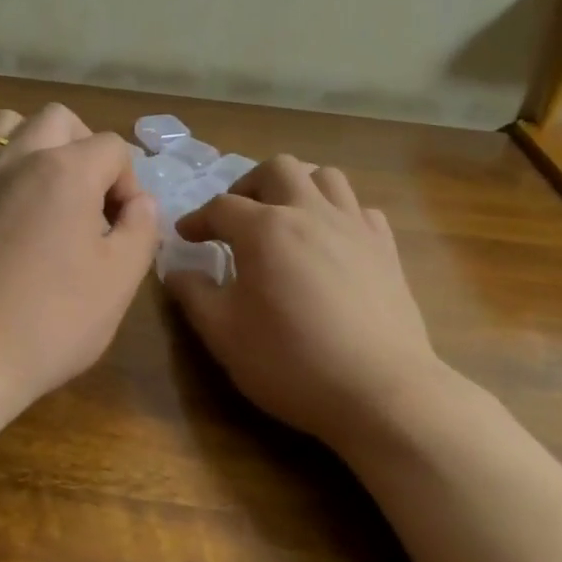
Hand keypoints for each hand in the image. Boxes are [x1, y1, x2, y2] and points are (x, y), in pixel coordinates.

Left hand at [0, 104, 158, 411]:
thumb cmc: (51, 320)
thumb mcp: (120, 279)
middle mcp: (18, 154)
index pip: (112, 148)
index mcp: (67, 170)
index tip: (121, 224)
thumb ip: (141, 227)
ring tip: (38, 187)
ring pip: (7, 124)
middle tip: (87, 196)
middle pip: (60, 119)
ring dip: (32, 144)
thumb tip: (140, 201)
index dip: (127, 182)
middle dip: (82, 147)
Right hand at [164, 156, 447, 450]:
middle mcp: (310, 213)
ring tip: (285, 217)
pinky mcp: (386, 248)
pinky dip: (339, 214)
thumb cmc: (291, 362)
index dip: (197, 219)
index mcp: (265, 229)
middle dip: (249, 185)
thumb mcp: (224, 334)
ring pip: (326, 177)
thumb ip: (193, 295)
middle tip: (237, 218)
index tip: (186, 237)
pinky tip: (330, 242)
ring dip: (298, 187)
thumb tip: (176, 270)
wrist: (380, 392)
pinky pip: (360, 209)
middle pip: (277, 169)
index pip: (221, 207)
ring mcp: (354, 227)